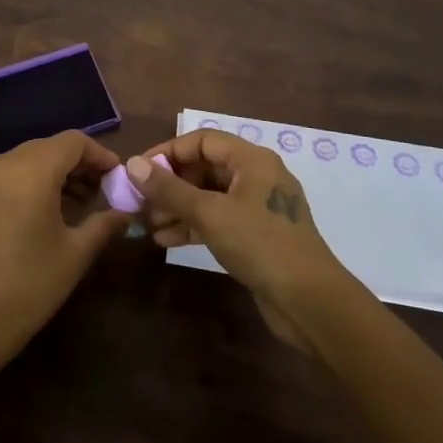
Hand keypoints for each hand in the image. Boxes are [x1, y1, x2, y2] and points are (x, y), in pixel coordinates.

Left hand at [0, 131, 130, 384]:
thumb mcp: (75, 255)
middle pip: (50, 148)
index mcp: (31, 170)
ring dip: (56, 174)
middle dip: (79, 165)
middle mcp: (4, 163)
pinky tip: (49, 211)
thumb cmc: (28, 285)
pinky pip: (10, 175)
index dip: (100, 155)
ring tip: (81, 204)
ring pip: (28, 160)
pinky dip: (33, 182)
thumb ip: (104, 225)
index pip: (74, 142)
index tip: (118, 176)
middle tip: (104, 191)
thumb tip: (125, 213)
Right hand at [131, 131, 357, 352]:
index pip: (202, 141)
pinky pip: (219, 219)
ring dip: (178, 207)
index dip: (169, 152)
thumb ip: (170, 189)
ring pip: (210, 196)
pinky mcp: (257, 235)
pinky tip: (167, 241)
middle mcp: (256, 176)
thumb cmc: (260, 244)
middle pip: (205, 168)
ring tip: (149, 225)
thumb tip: (133, 164)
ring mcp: (258, 207)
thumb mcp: (210, 214)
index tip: (140, 171)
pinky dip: (194, 226)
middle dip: (171, 184)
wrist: (310, 302)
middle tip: (140, 202)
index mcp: (252, 159)